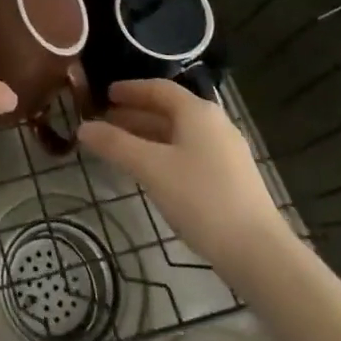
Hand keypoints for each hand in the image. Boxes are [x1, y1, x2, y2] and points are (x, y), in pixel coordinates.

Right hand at [77, 78, 284, 264]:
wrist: (257, 251)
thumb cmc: (200, 198)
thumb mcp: (151, 168)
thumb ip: (115, 145)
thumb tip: (83, 127)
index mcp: (198, 112)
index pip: (158, 88)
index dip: (130, 89)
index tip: (105, 94)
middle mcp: (214, 124)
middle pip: (169, 110)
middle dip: (135, 114)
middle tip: (104, 122)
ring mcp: (226, 152)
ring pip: (179, 134)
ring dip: (148, 135)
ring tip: (120, 147)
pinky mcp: (231, 178)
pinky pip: (190, 153)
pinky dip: (164, 153)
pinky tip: (151, 171)